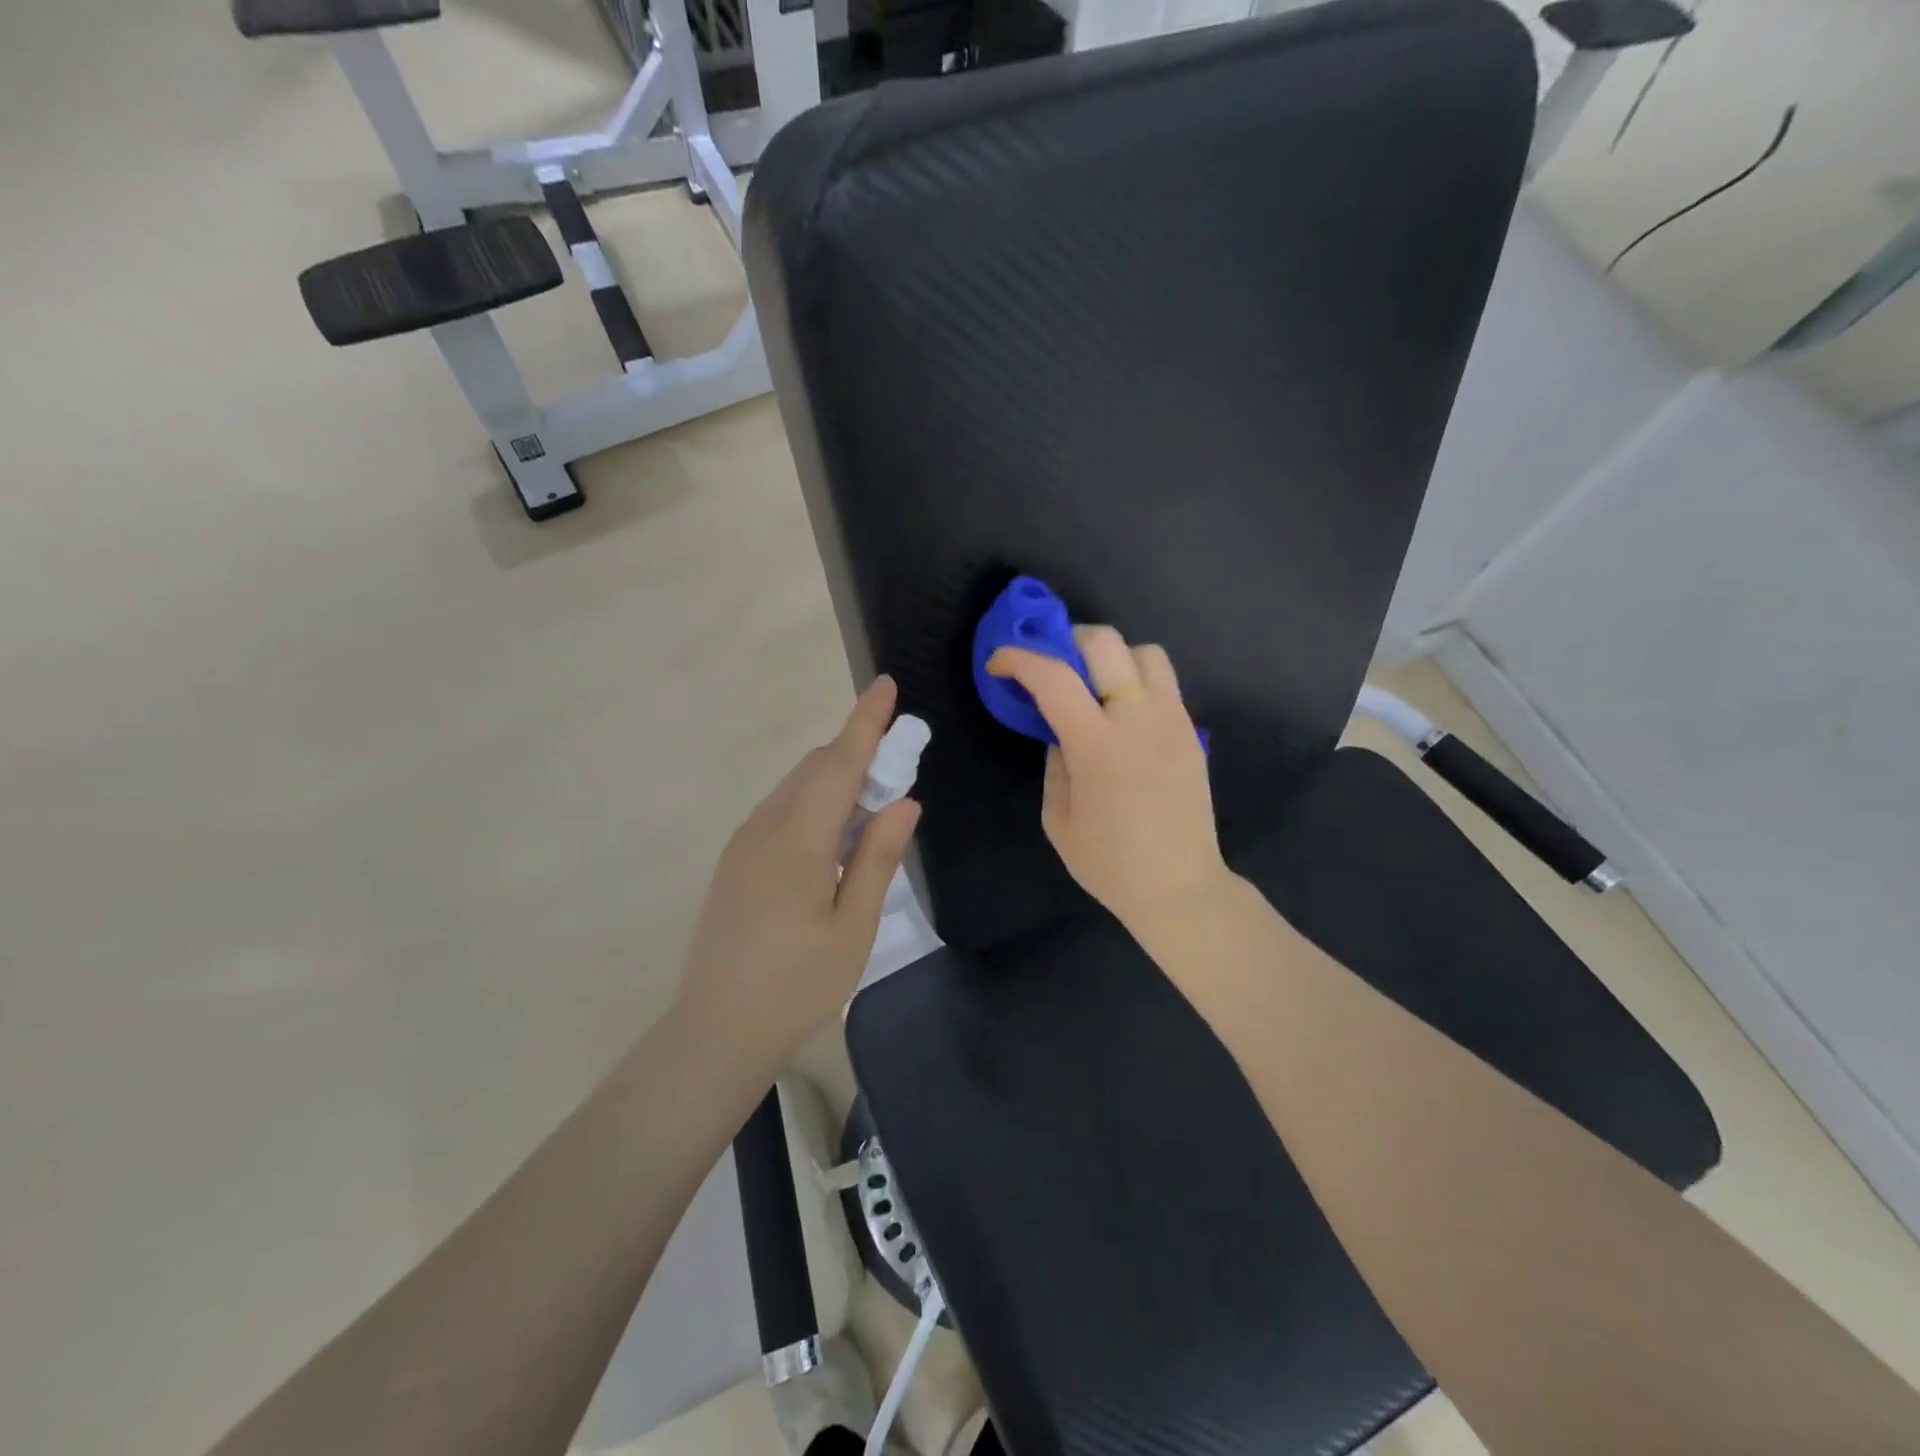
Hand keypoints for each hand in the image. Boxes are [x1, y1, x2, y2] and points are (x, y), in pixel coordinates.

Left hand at [675, 677, 921, 1068]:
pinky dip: (814, 804)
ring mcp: (743, 844)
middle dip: (857, 752)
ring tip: (872, 805)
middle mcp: (765, 828)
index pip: (838, 763)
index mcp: (798, 840)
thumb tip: (904, 802)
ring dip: (835, 779)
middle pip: (815, 768)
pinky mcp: (735, 862)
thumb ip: (878, 858)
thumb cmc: (797, 985)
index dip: (866, 722)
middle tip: (898, 763)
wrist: (716, 1031)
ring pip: (795, 788)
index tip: (886, 685)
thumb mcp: (853, 927)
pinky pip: (781, 812)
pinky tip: (834, 837)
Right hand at [988, 626, 1228, 937]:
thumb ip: (1055, 762)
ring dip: (1112, 656)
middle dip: (1067, 639)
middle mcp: (1138, 719)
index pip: (1053, 678)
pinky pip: (1164, 683)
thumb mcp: (1058, 818)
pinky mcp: (1191, 731)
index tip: (999, 661)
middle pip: (1105, 642)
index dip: (1019, 659)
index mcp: (1097, 745)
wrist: (1179, 886)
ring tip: (1094, 684)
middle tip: (1051, 664)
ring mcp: (1172, 720)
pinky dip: (1136, 680)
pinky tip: (1122, 713)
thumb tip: (1060, 731)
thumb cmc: (1109, 863)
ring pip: (1145, 652)